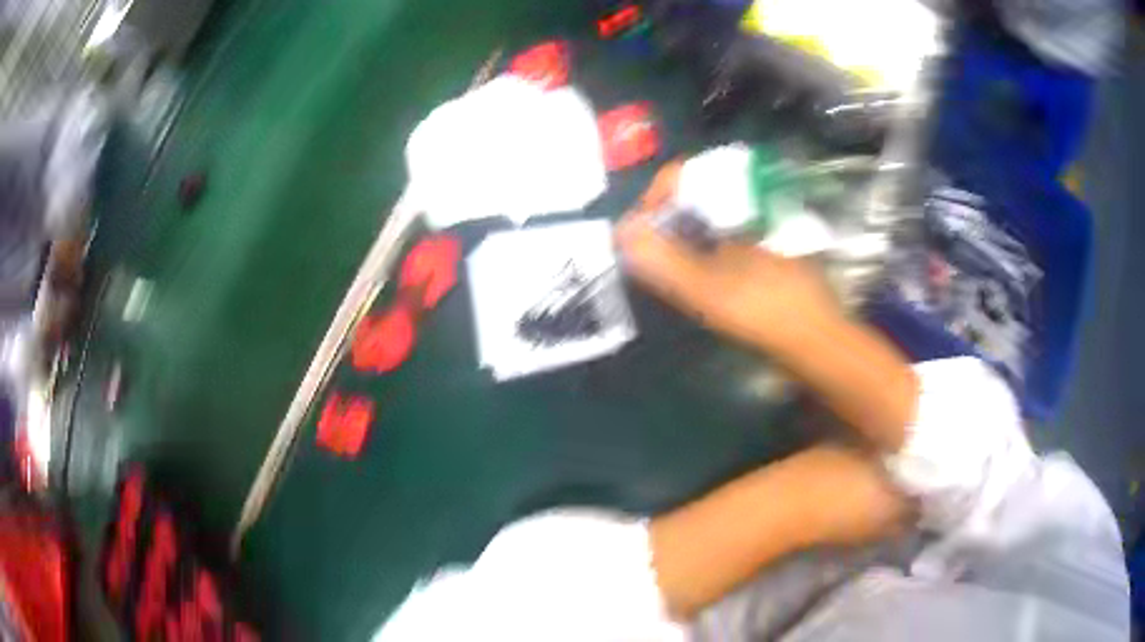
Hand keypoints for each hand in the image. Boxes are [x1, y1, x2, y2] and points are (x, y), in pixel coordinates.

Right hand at [620, 161, 916, 452]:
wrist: (829, 351)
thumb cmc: (778, 319)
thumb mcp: (722, 296)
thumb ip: (674, 265)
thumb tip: (623, 233)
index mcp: (744, 211)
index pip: (688, 175)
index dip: (654, 195)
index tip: (633, 231)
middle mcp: (750, 217)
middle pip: (691, 201)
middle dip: (657, 222)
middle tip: (635, 257)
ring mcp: (755, 242)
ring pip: (702, 227)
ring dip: (672, 243)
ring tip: (650, 271)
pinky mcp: (758, 266)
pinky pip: (714, 251)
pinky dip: (691, 262)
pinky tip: (683, 288)